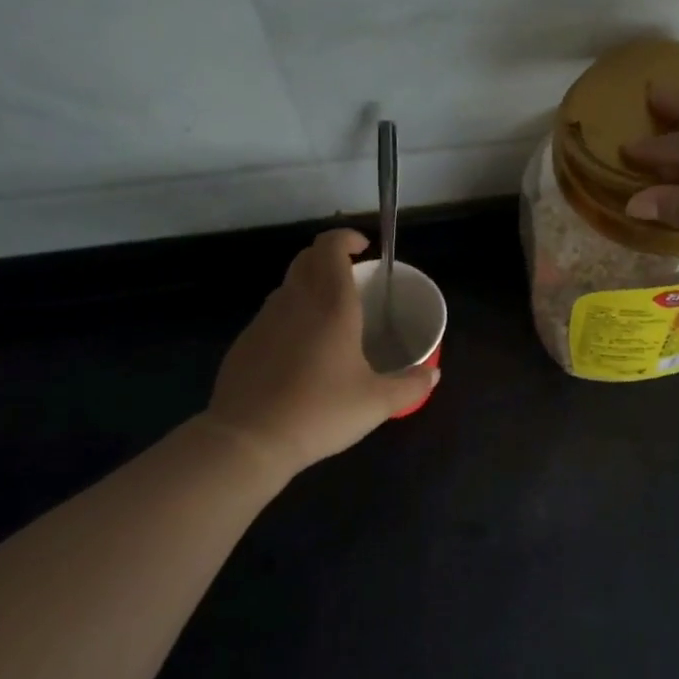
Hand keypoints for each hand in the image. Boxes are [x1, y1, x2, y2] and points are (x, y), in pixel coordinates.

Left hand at [205, 229, 436, 473]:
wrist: (248, 440)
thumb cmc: (320, 411)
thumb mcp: (377, 403)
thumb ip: (411, 385)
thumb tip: (433, 374)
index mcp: (331, 304)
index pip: (330, 246)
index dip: (346, 238)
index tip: (364, 249)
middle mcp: (296, 301)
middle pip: (307, 258)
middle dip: (329, 257)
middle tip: (352, 277)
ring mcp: (264, 320)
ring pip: (288, 285)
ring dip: (309, 285)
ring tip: (330, 315)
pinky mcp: (245, 342)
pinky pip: (272, 314)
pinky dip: (291, 315)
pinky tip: (301, 351)